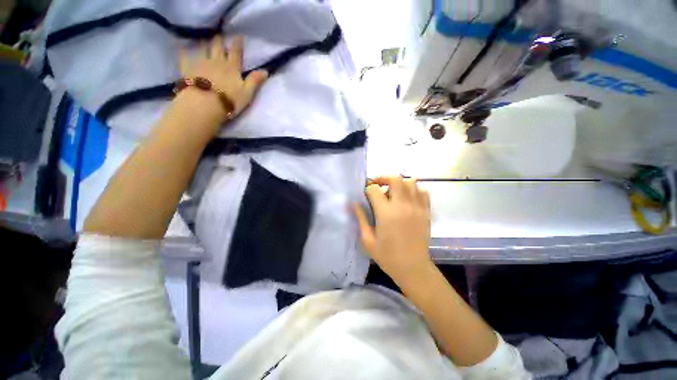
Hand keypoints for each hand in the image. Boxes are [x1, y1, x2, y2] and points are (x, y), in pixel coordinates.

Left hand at [179, 35, 267, 122]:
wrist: (205, 104)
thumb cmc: (230, 100)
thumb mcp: (247, 93)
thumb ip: (255, 81)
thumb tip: (266, 71)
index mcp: (231, 67)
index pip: (235, 52)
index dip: (237, 44)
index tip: (238, 36)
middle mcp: (216, 61)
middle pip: (217, 47)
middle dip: (219, 41)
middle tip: (219, 36)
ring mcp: (200, 63)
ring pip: (202, 49)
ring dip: (204, 44)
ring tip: (204, 41)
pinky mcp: (188, 69)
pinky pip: (184, 57)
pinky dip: (183, 52)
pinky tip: (182, 49)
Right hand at [355, 177, 432, 284]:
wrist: (413, 268)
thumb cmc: (387, 256)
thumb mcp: (367, 240)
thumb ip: (360, 218)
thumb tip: (353, 203)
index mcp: (386, 213)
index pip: (374, 190)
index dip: (367, 190)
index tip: (366, 195)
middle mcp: (402, 205)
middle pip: (395, 179)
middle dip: (383, 178)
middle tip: (378, 185)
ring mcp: (417, 207)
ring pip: (410, 182)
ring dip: (399, 183)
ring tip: (393, 192)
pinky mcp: (426, 211)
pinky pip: (423, 192)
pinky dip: (414, 190)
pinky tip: (407, 198)